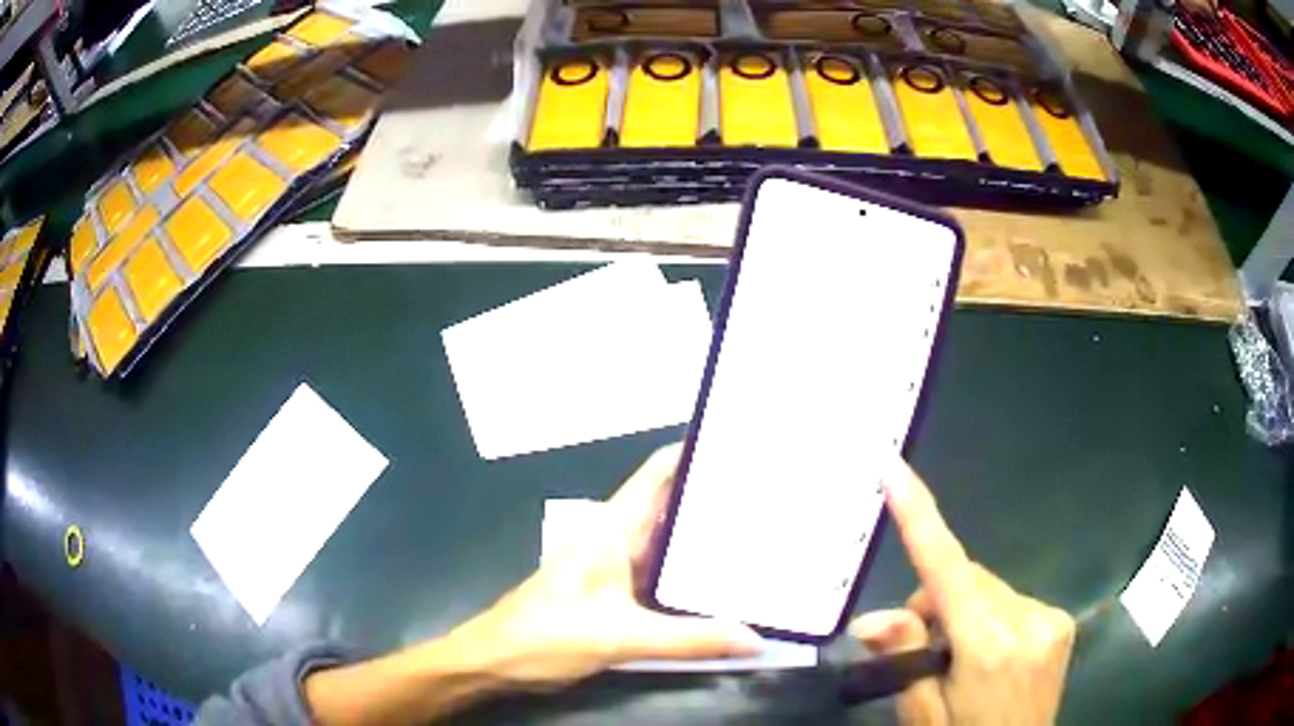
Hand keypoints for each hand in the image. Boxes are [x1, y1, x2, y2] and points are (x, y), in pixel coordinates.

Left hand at [449, 444, 762, 689]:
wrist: (496, 660)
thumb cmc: (548, 637)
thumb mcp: (622, 638)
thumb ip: (690, 639)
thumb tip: (756, 639)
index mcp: (613, 528)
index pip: (660, 471)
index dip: (698, 452)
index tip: (743, 444)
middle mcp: (616, 538)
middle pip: (671, 504)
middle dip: (715, 498)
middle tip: (772, 495)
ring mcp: (614, 566)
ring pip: (668, 541)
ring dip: (705, 538)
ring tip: (759, 534)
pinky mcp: (614, 593)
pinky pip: (661, 574)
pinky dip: (690, 574)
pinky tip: (722, 584)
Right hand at [850, 462, 1075, 725]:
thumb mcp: (923, 715)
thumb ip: (903, 661)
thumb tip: (869, 621)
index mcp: (988, 647)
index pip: (947, 572)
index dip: (920, 518)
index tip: (896, 471)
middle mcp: (1028, 620)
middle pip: (968, 579)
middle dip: (938, 605)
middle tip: (926, 652)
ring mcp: (1050, 618)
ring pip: (989, 588)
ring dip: (966, 612)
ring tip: (960, 661)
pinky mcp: (1060, 621)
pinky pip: (1012, 600)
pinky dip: (991, 618)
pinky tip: (992, 657)